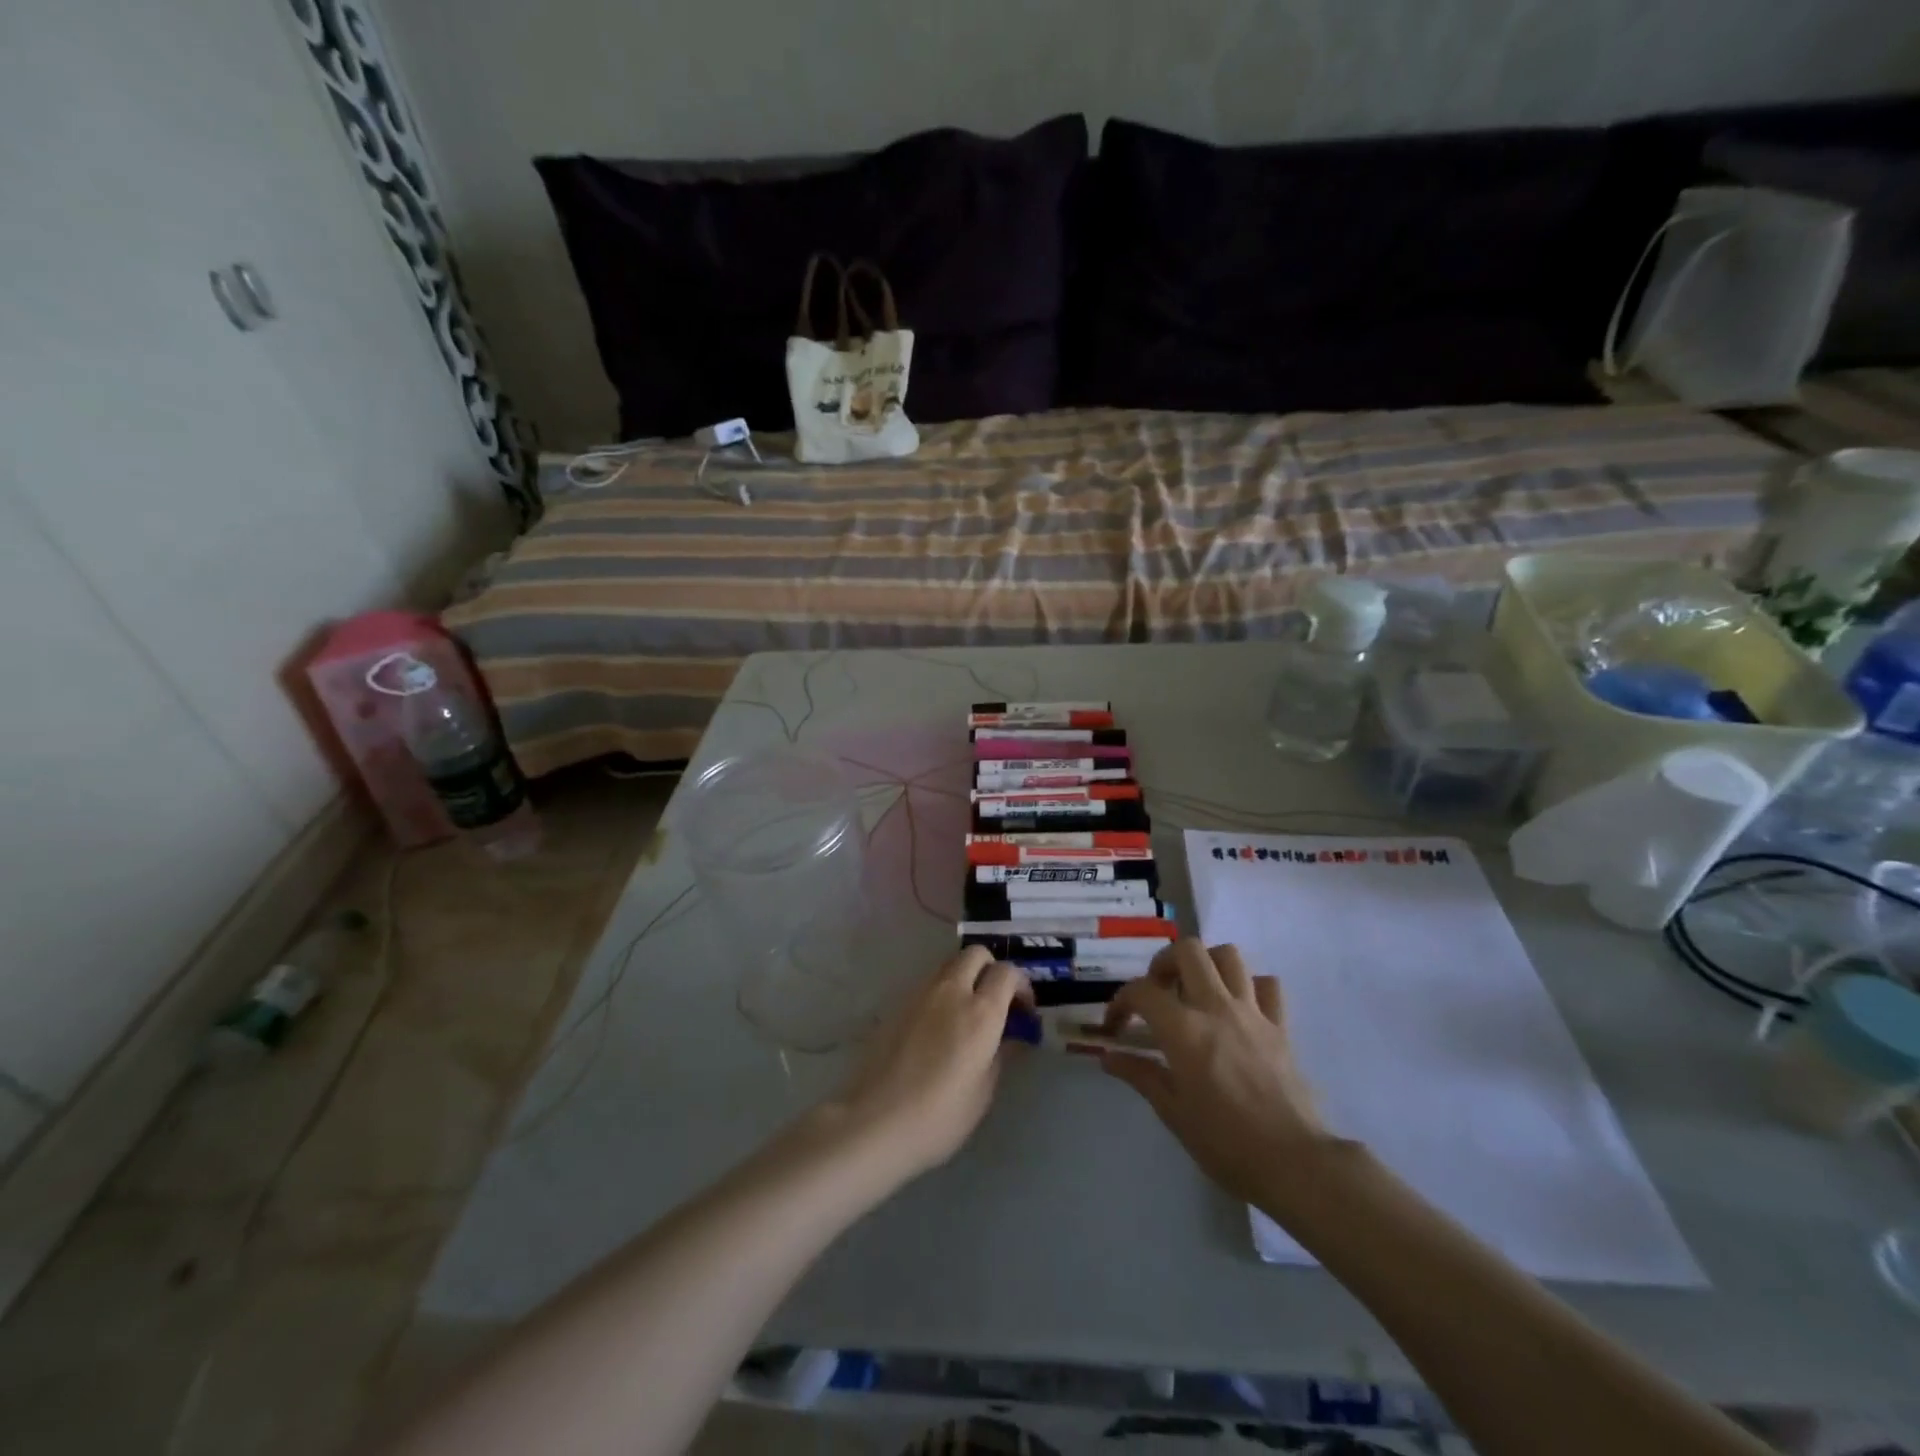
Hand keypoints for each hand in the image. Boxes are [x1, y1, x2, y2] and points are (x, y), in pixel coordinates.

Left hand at [831, 947, 1030, 1180]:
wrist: (876, 1121)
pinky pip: (930, 983)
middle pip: (977, 954)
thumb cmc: (940, 1115)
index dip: (1022, 985)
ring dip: (966, 977)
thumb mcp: (983, 1091)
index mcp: (980, 1011)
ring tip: (968, 1013)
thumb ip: (1001, 1053)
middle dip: (992, 969)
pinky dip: (944, 992)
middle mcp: (952, 990)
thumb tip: (1010, 1036)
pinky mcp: (899, 1003)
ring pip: (950, 964)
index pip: (1008, 972)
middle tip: (997, 1001)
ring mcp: (921, 993)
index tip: (1024, 1010)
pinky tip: (941, 1026)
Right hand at [1100, 939, 1335, 1206]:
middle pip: (1188, 951)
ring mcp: (1252, 1012)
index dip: (1120, 1002)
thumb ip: (1139, 1074)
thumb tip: (1108, 1057)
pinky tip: (1239, 1007)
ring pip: (1229, 956)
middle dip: (1165, 962)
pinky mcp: (1280, 1026)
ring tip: (1196, 990)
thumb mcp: (1172, 1111)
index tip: (1116, 1025)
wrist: (1293, 1163)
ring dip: (1207, 964)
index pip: (1142, 991)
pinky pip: (1268, 985)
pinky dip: (1250, 986)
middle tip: (1158, 990)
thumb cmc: (1225, 1142)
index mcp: (1184, 1029)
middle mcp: (1216, 1007)